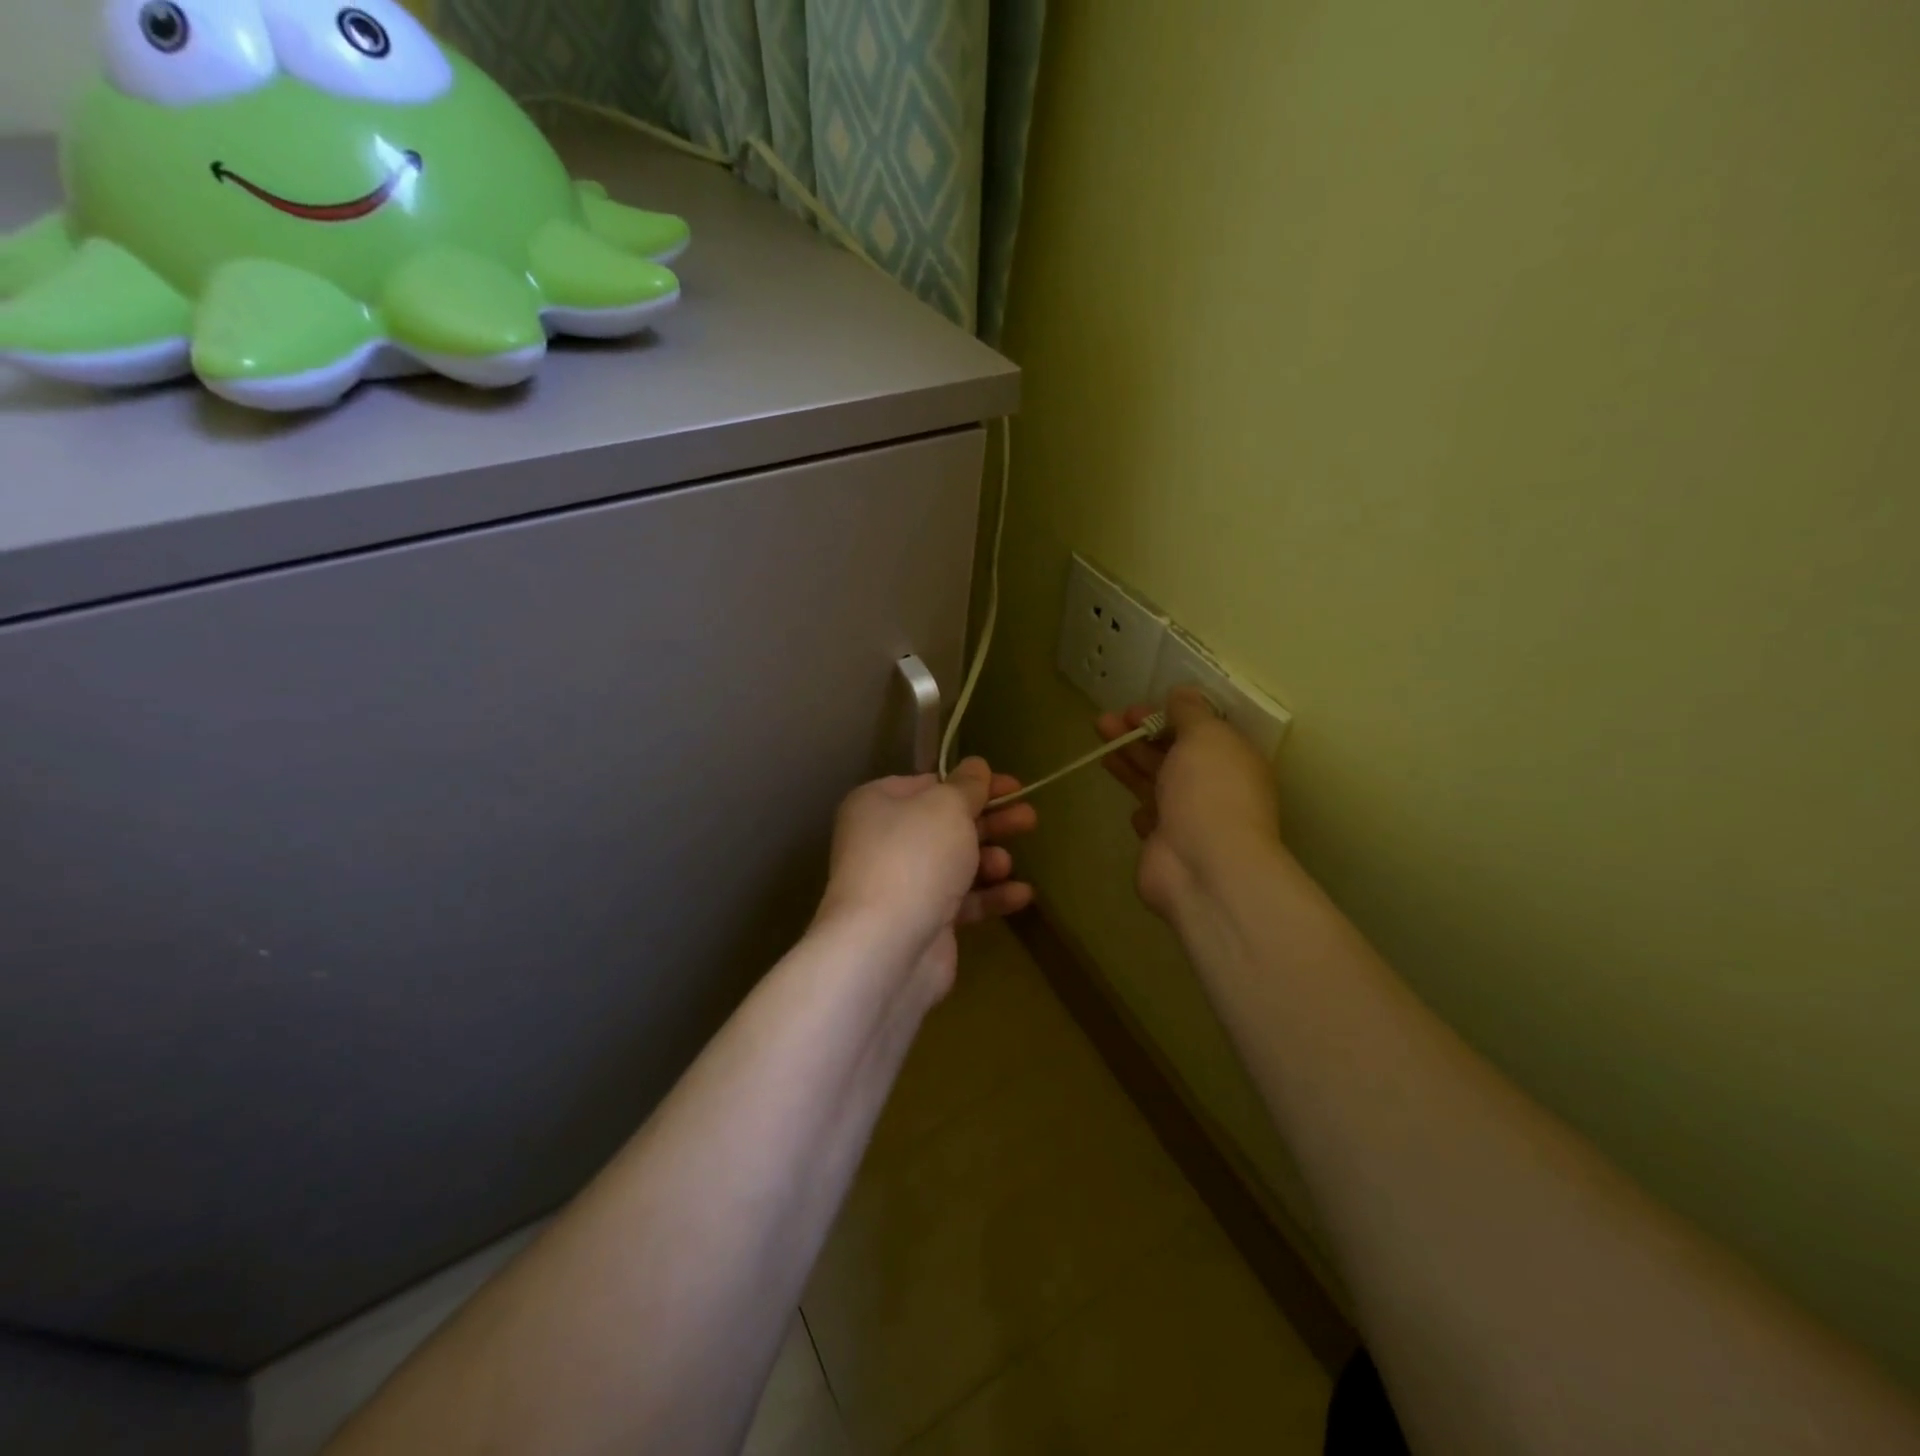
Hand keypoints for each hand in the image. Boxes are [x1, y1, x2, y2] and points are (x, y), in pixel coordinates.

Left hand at [819, 758, 1036, 996]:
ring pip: (955, 863)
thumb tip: (976, 766)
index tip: (1013, 786)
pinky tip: (1022, 895)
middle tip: (1029, 818)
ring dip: (988, 860)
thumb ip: (968, 786)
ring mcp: (902, 885)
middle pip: (947, 824)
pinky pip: (961, 901)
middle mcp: (884, 841)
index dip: (973, 783)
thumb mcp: (947, 807)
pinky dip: (990, 896)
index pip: (930, 784)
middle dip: (990, 821)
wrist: (888, 946)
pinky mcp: (921, 922)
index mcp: (878, 804)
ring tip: (1008, 862)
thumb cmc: (916, 857)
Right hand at [1097, 687, 1283, 918]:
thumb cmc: (1209, 791)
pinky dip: (1140, 805)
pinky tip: (1126, 797)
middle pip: (1172, 754)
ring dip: (1129, 760)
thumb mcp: (1205, 736)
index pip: (1199, 731)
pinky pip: (1150, 816)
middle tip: (1105, 720)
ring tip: (1099, 741)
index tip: (1134, 708)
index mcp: (1232, 759)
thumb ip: (1191, 712)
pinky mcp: (1165, 843)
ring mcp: (1189, 818)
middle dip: (1138, 734)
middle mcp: (1213, 787)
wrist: (1202, 866)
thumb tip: (1182, 693)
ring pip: (1154, 781)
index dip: (1166, 715)